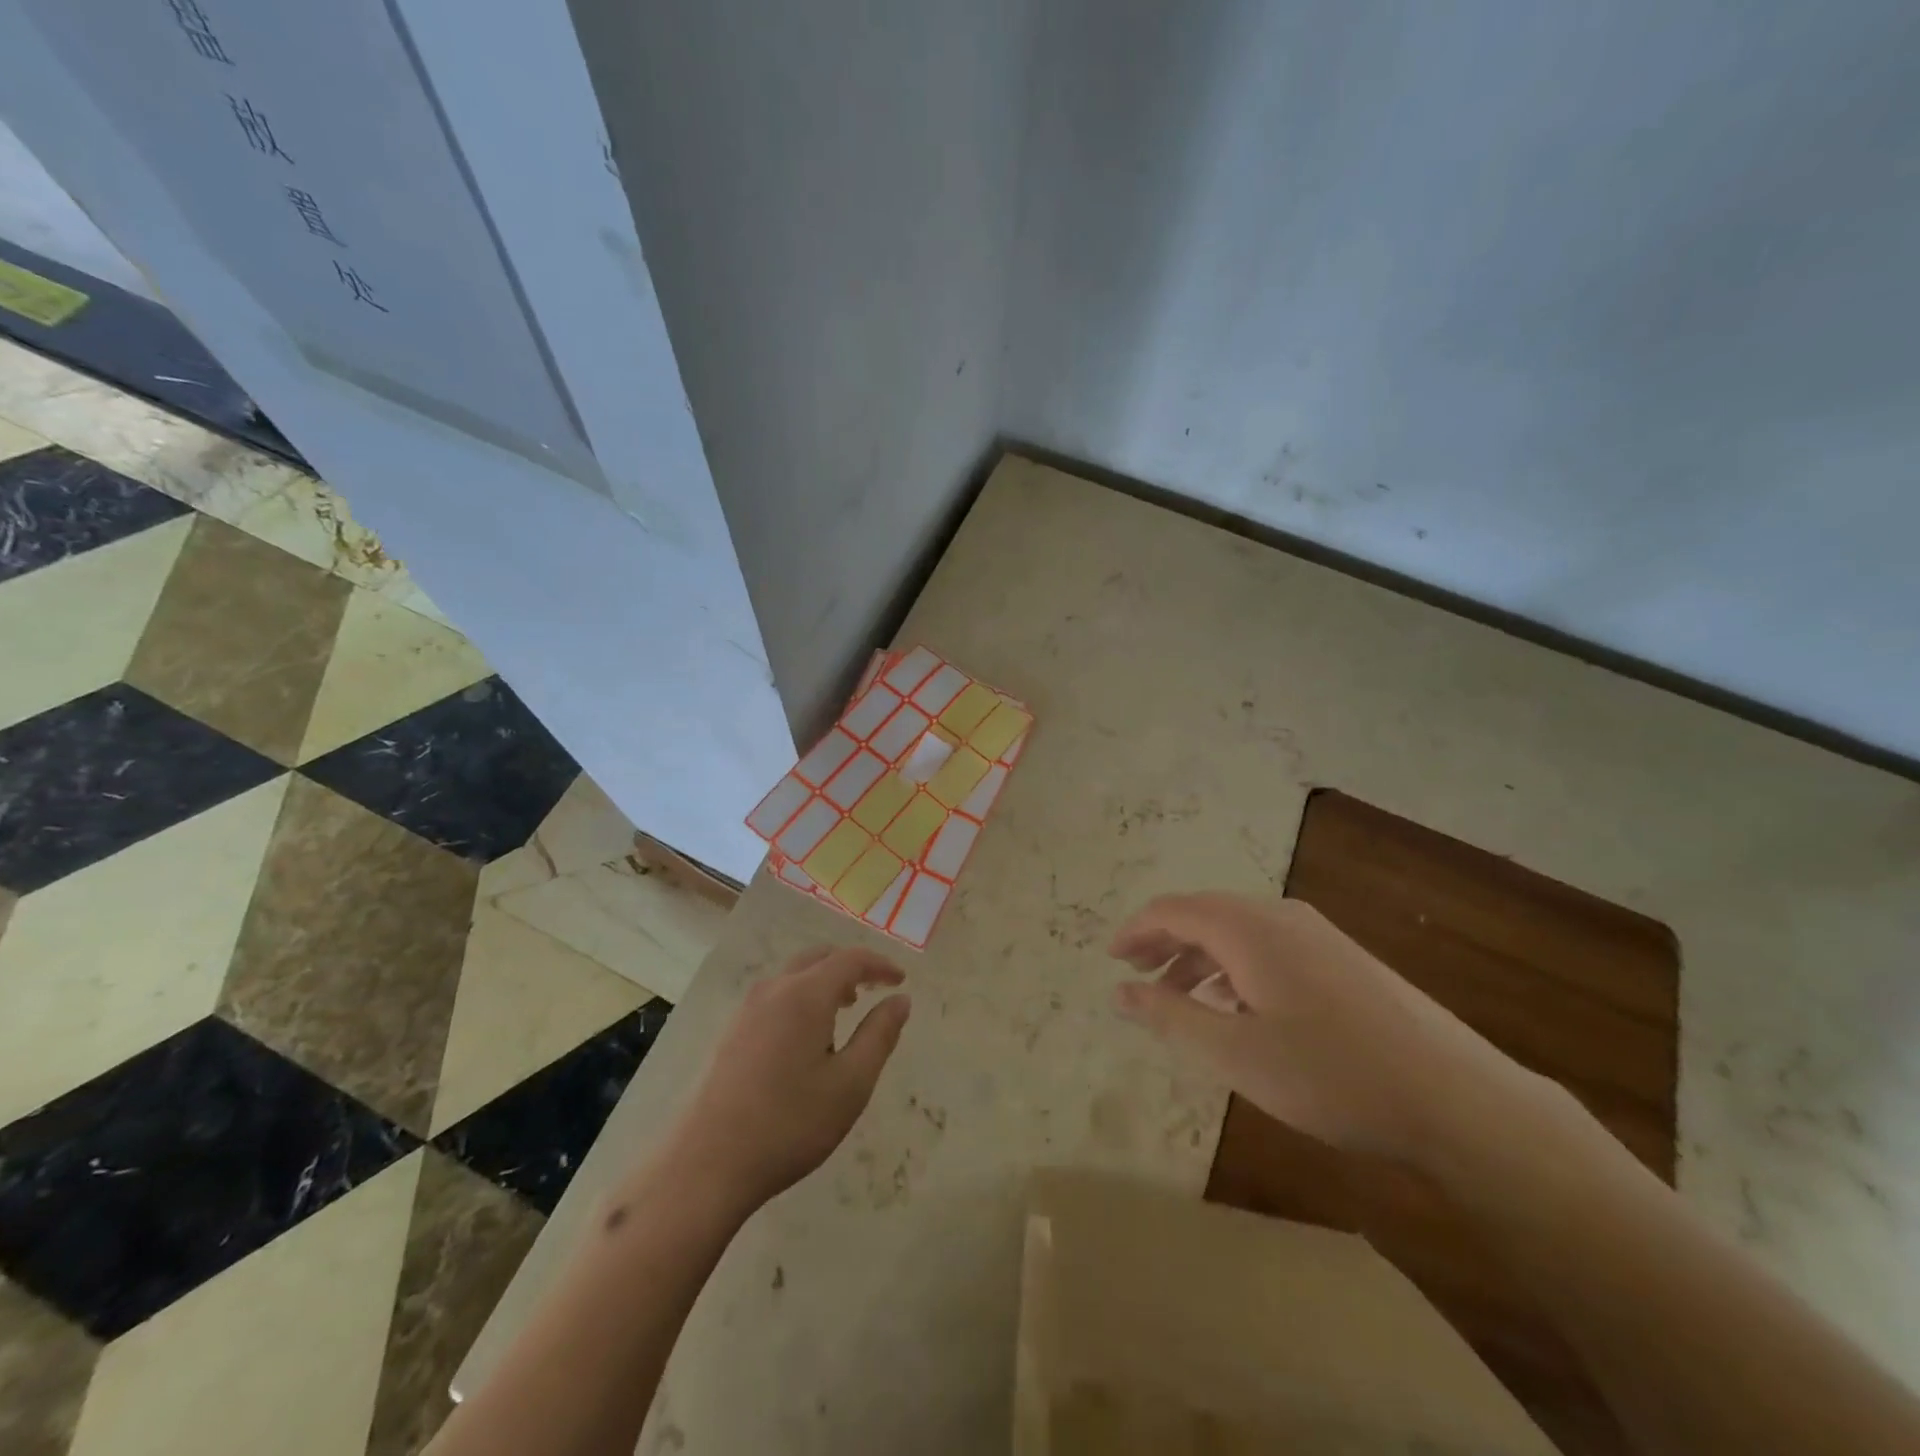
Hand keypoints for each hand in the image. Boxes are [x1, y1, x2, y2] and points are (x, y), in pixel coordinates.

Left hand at [658, 946, 911, 1214]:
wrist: (707, 1165)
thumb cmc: (790, 1123)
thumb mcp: (851, 1083)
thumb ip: (880, 1035)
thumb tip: (900, 999)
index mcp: (805, 994)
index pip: (850, 959)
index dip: (880, 965)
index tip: (901, 981)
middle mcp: (774, 990)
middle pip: (819, 958)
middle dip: (851, 967)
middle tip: (875, 988)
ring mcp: (747, 1009)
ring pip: (794, 975)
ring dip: (825, 981)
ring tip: (845, 1010)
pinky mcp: (732, 1031)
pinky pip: (776, 995)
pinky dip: (802, 996)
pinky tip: (808, 1036)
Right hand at [1110, 892, 1545, 1163]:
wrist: (1456, 1098)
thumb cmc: (1332, 1074)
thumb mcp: (1235, 1053)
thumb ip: (1170, 1016)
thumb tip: (1120, 991)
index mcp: (1248, 927)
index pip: (1172, 909)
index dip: (1134, 931)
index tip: (1109, 960)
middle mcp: (1280, 916)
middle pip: (1204, 914)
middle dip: (1163, 942)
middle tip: (1134, 975)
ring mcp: (1317, 934)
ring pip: (1238, 931)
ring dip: (1199, 957)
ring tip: (1178, 996)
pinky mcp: (1342, 957)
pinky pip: (1268, 946)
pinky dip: (1234, 966)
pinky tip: (1237, 1005)